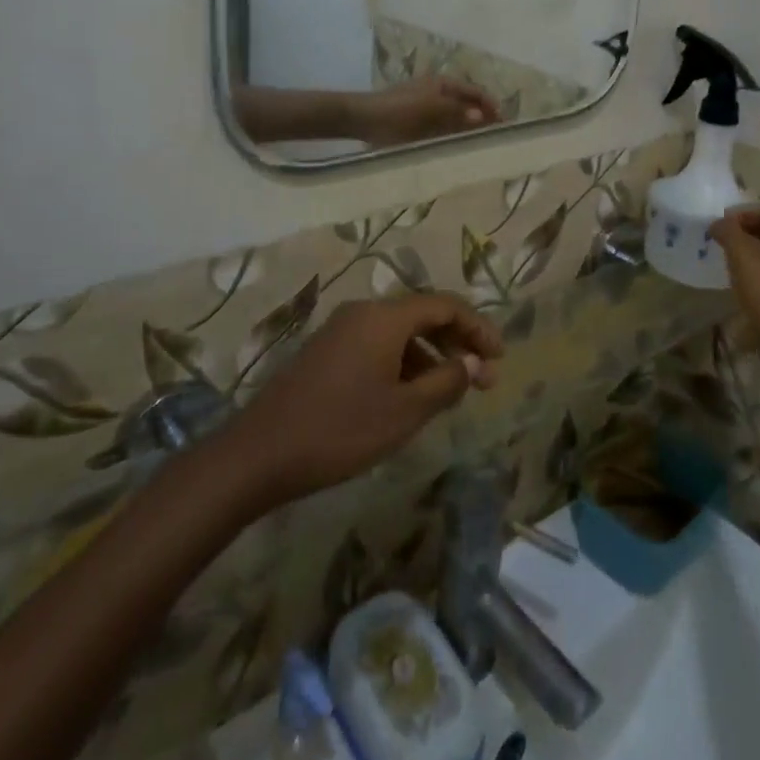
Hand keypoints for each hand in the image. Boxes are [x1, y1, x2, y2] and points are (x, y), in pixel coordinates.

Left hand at [219, 294, 502, 508]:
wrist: (260, 454)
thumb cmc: (340, 430)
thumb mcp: (404, 412)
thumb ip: (445, 382)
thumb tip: (471, 362)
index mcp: (384, 317)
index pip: (444, 305)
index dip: (478, 328)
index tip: (500, 358)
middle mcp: (363, 312)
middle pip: (422, 314)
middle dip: (457, 342)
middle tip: (483, 378)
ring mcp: (341, 330)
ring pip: (399, 332)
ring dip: (430, 356)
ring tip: (450, 393)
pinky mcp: (326, 351)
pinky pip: (378, 345)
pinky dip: (403, 363)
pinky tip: (410, 396)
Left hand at [350, 77, 501, 146]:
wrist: (363, 119)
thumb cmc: (398, 111)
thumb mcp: (431, 109)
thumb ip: (457, 112)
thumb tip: (483, 116)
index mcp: (444, 84)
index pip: (477, 93)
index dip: (492, 106)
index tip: (506, 124)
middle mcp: (438, 94)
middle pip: (468, 105)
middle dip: (483, 119)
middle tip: (497, 139)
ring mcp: (428, 109)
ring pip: (456, 119)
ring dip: (469, 130)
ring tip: (482, 146)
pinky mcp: (418, 125)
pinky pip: (443, 130)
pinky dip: (453, 136)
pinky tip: (458, 149)